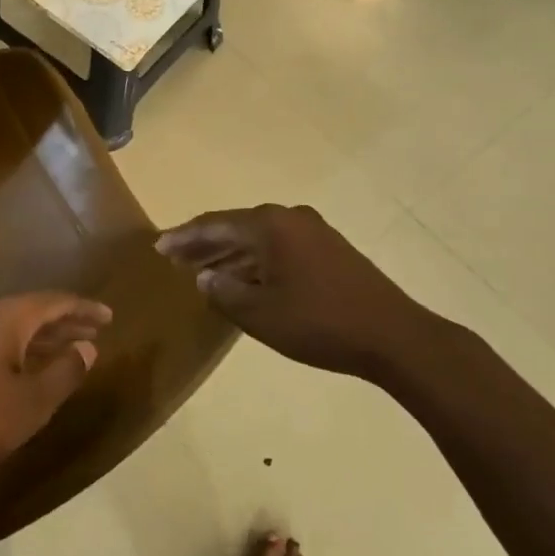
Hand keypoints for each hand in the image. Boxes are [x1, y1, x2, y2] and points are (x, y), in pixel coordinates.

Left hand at [0, 293, 111, 478]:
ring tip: (71, 348)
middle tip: (96, 331)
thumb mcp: (32, 403)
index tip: (109, 316)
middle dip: (65, 320)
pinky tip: (31, 366)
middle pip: (32, 309)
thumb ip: (65, 372)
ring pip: (13, 325)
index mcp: (5, 318)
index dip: (83, 308)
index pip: (53, 302)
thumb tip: (87, 349)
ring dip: (43, 336)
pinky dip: (21, 346)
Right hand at [157, 206, 451, 380]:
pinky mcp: (329, 250)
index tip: (159, 248)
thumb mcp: (260, 314)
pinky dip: (254, 261)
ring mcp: (314, 232)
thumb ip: (224, 292)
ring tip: (201, 271)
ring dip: (229, 254)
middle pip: (235, 227)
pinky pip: (279, 248)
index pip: (214, 225)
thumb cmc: (320, 323)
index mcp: (270, 225)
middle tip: (174, 258)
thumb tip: (204, 278)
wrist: (395, 337)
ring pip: (258, 238)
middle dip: (203, 244)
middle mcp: (290, 218)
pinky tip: (243, 279)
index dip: (183, 237)